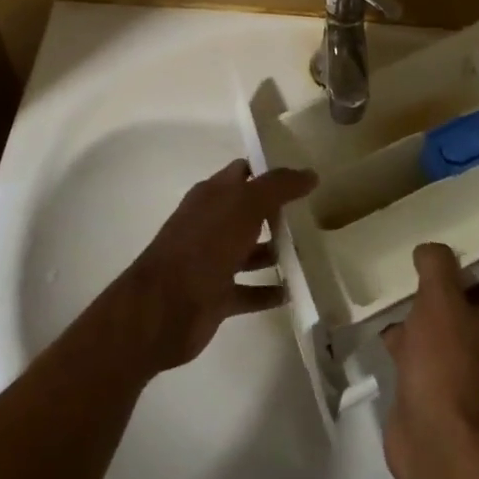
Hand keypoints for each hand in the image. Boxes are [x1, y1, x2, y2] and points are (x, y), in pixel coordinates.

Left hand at [115, 159, 316, 372]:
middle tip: (315, 213)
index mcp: (213, 195)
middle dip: (278, 212)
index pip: (244, 172)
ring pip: (250, 251)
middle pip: (249, 211)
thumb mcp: (246, 205)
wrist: (164, 308)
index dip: (270, 170)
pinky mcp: (217, 296)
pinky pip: (250, 290)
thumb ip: (278, 186)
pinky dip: (270, 291)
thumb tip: (310, 174)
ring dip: (276, 252)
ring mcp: (213, 260)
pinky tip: (295, 292)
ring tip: (312, 253)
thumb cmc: (205, 245)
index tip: (302, 174)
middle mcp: (212, 223)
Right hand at [381, 243, 478, 478]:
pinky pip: (430, 356)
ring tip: (400, 295)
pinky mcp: (444, 392)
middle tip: (424, 270)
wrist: (435, 440)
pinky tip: (386, 330)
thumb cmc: (447, 361)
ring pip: (451, 331)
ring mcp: (472, 374)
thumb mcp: (440, 298)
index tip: (459, 255)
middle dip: (450, 288)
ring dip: (428, 314)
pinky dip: (411, 342)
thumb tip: (431, 251)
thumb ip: (437, 265)